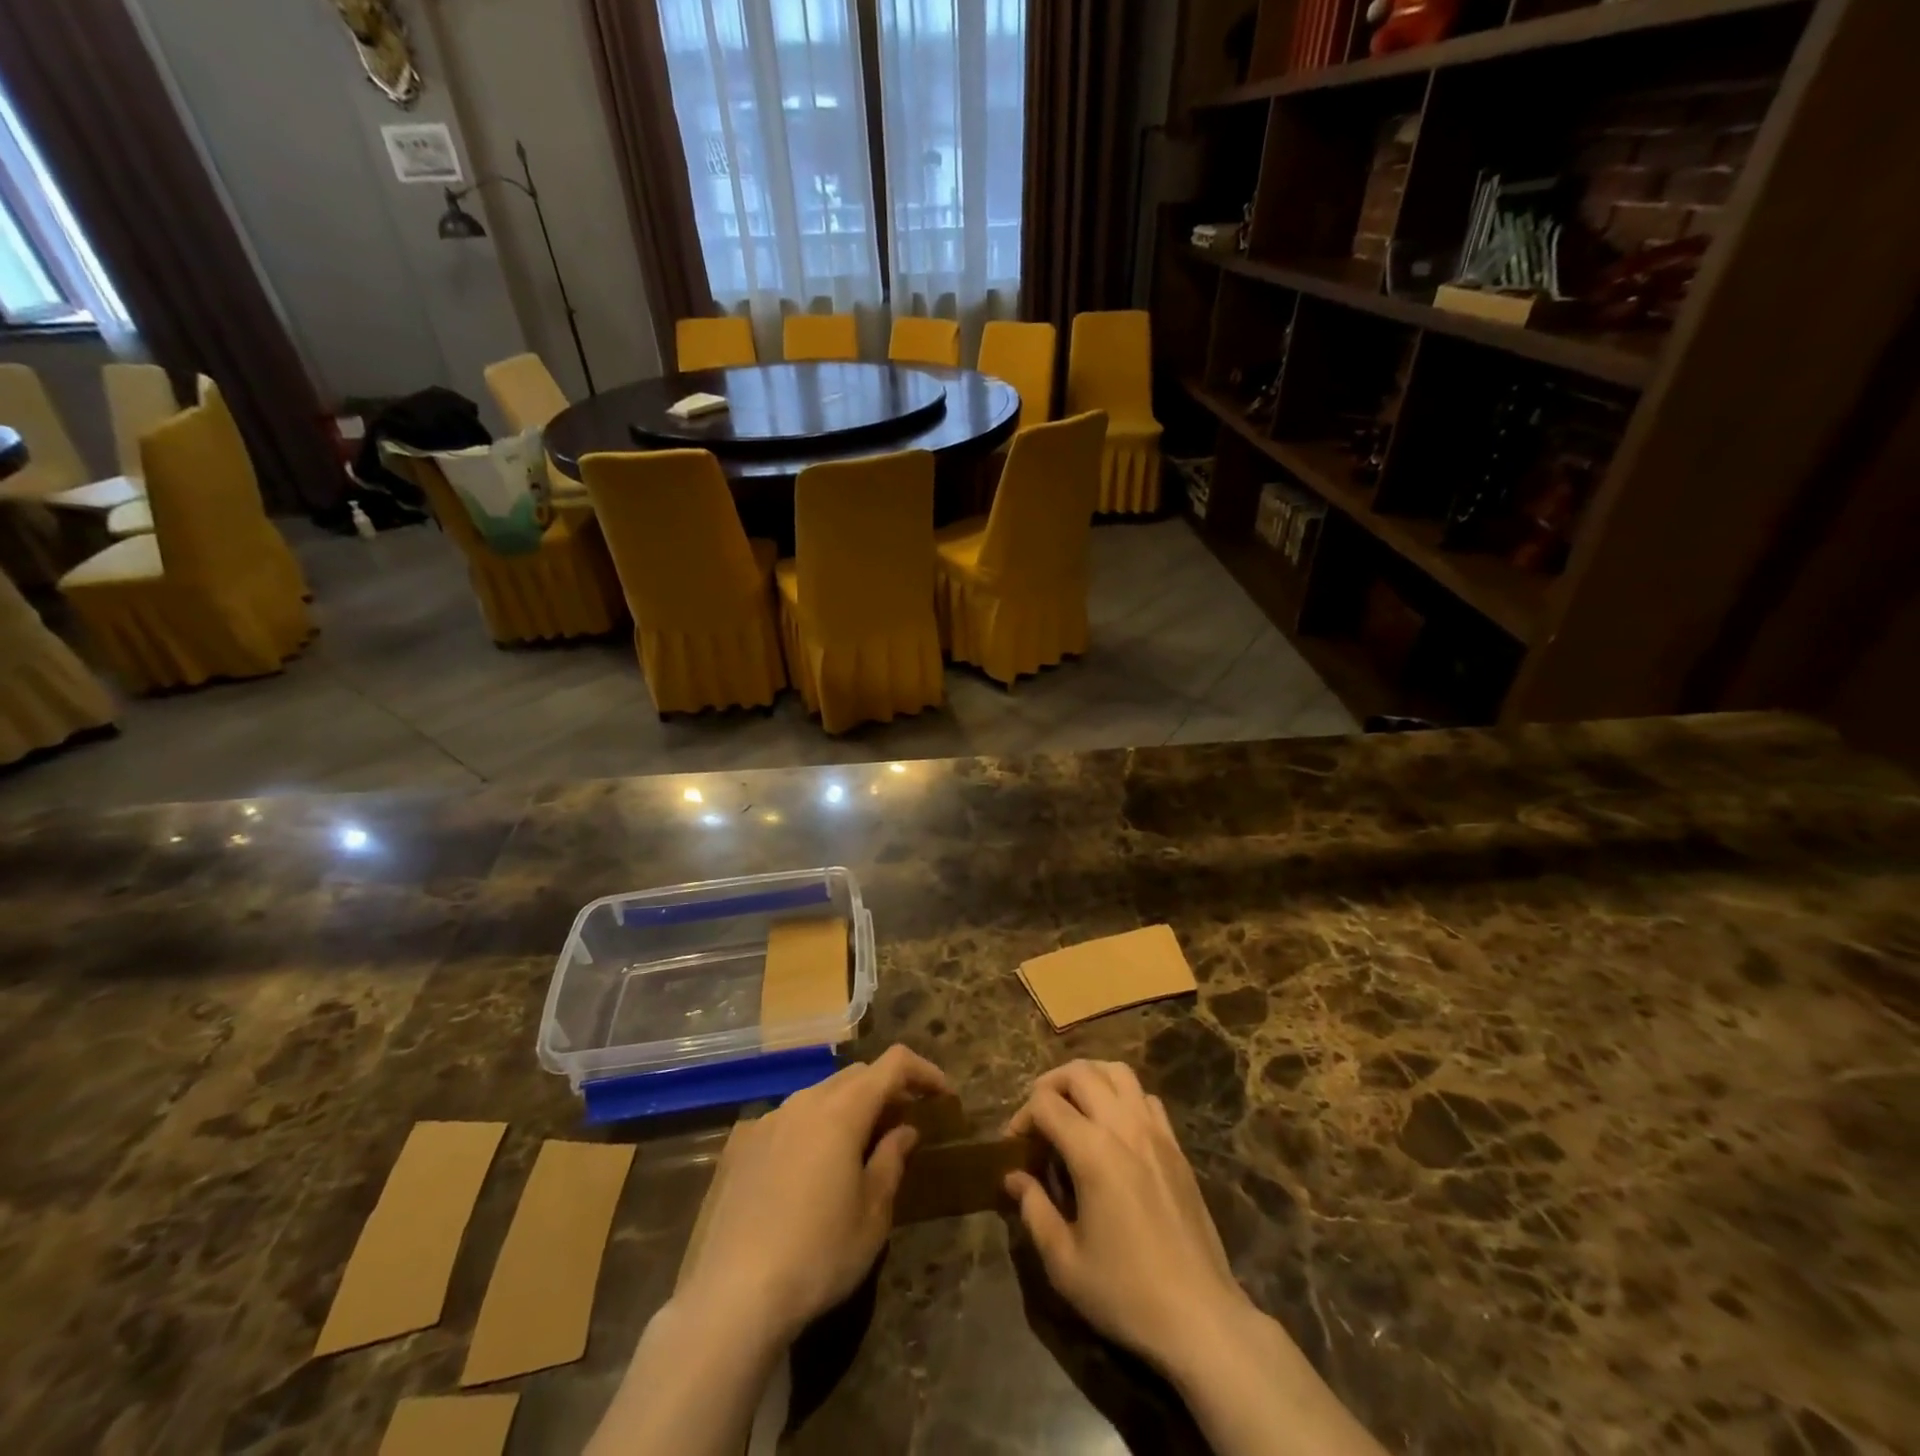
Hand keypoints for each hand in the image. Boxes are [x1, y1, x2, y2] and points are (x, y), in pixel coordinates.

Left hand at [677, 1043, 950, 1346]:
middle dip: (885, 1090)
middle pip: (854, 1076)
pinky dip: (808, 1130)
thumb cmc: (816, 1257)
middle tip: (903, 1122)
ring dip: (845, 1110)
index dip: (923, 1071)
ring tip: (856, 1148)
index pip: (893, 1064)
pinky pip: (784, 1121)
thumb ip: (891, 1161)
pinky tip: (805, 1171)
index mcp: (841, 1111)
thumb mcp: (872, 1217)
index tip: (942, 1095)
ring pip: (817, 1096)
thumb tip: (903, 1130)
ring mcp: (765, 1121)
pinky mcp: (737, 1146)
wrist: (729, 1299)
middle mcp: (802, 1101)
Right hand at [1005, 1060, 1251, 1376]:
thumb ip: (1033, 1209)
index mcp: (1093, 1151)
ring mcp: (1155, 1132)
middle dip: (1050, 1084)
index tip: (1014, 1147)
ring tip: (1074, 1108)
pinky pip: (1145, 1097)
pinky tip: (1114, 1129)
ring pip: (1117, 1071)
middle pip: (1080, 1072)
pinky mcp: (1176, 1147)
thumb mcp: (1064, 1262)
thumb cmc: (1125, 1292)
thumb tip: (1014, 1177)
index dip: (1022, 1117)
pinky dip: (1122, 1097)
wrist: (1200, 1317)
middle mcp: (1124, 1127)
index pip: (1046, 1103)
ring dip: (1089, 1078)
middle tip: (1038, 1117)